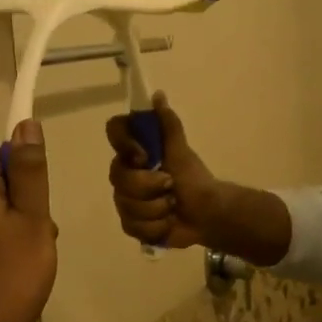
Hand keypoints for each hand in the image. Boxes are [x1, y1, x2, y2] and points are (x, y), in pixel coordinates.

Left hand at [0, 120, 58, 321]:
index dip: (26, 171)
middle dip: (28, 202)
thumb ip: (31, 172)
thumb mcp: (32, 218)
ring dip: (22, 226)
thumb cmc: (12, 273)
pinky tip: (23, 269)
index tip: (41, 200)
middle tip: (42, 233)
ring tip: (36, 255)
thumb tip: (25, 124)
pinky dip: (9, 244)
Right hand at [104, 94, 221, 248]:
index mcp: (136, 150)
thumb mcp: (181, 151)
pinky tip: (168, 223)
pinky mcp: (130, 224)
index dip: (124, 143)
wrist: (207, 215)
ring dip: (156, 208)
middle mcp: (125, 173)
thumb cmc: (194, 179)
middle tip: (170, 185)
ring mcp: (125, 200)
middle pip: (118, 177)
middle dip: (149, 184)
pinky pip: (132, 225)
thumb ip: (168, 125)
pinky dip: (155, 226)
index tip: (144, 155)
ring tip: (172, 206)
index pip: (114, 132)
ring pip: (126, 205)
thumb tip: (158, 95)